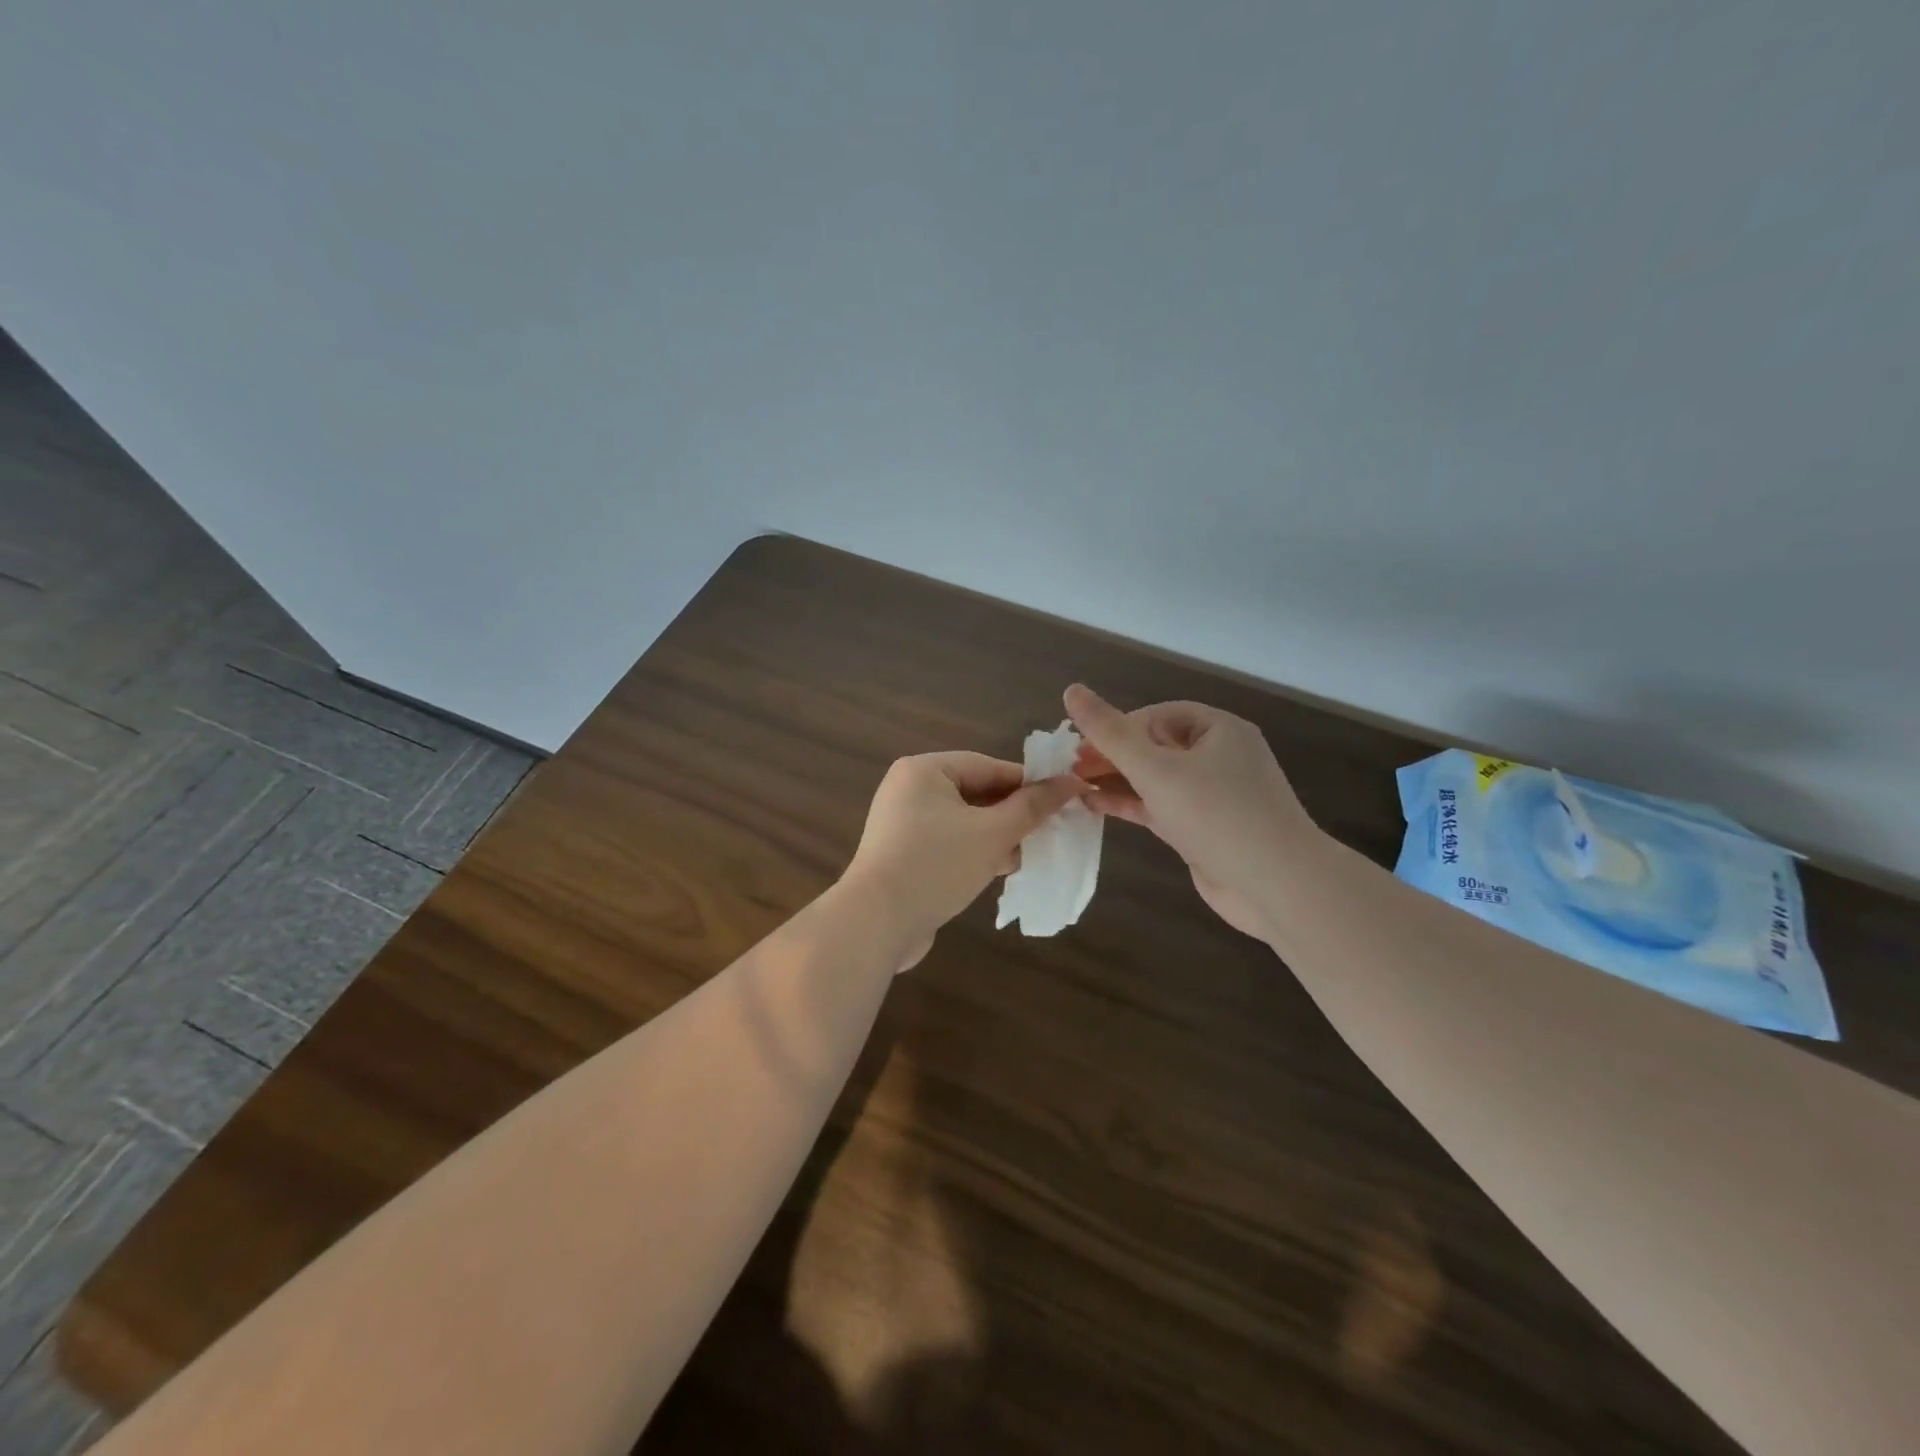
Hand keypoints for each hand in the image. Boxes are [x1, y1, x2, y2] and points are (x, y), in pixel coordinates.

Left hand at [843, 751, 1088, 970]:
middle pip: (976, 792)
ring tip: (1027, 854)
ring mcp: (903, 823)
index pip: (988, 766)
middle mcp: (909, 789)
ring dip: (997, 836)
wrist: (876, 924)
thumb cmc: (937, 865)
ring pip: (964, 820)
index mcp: (924, 770)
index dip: (1028, 783)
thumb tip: (1071, 782)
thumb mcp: (993, 834)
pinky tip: (1000, 870)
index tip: (1063, 800)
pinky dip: (975, 851)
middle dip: (1013, 814)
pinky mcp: (904, 854)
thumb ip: (1032, 807)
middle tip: (1048, 831)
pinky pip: (949, 842)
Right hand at [1063, 685, 1320, 939]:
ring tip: (1073, 786)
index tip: (1082, 746)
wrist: (1277, 887)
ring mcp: (1213, 797)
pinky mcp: (1204, 830)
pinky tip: (1095, 807)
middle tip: (1071, 768)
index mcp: (1219, 730)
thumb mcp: (1156, 769)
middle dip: (1113, 755)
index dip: (1118, 727)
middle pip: (1155, 746)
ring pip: (1156, 779)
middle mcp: (1219, 758)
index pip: (1157, 715)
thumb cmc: (1217, 815)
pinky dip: (1130, 804)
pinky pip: (1161, 807)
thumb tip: (1072, 690)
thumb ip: (1111, 733)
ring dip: (1117, 780)